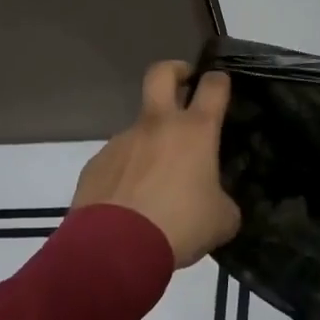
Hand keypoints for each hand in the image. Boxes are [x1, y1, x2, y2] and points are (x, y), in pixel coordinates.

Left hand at [73, 61, 240, 268]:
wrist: (114, 250)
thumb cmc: (180, 226)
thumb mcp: (222, 219)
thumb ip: (223, 201)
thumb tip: (217, 202)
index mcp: (195, 131)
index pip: (214, 86)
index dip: (220, 80)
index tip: (222, 85)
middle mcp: (158, 125)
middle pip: (162, 73)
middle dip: (175, 69)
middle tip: (184, 84)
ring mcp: (122, 141)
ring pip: (140, 127)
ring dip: (151, 142)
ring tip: (157, 182)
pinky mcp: (96, 163)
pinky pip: (119, 159)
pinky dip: (128, 171)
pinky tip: (131, 201)